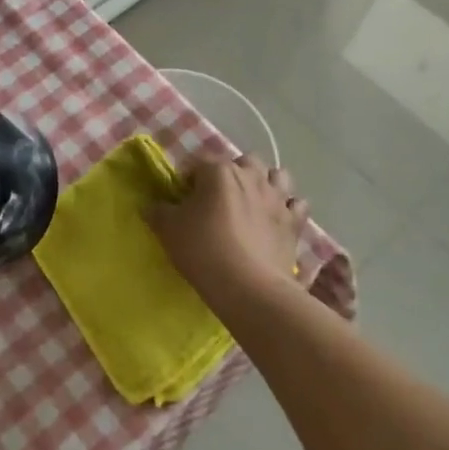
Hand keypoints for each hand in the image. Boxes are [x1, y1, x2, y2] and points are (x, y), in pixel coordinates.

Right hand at [146, 154, 306, 314]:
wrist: (248, 287)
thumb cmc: (203, 250)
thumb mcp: (169, 230)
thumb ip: (158, 212)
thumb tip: (151, 205)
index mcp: (219, 171)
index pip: (198, 163)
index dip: (188, 179)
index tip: (182, 200)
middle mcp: (251, 176)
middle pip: (243, 161)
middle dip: (232, 173)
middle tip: (219, 199)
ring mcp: (277, 197)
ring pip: (277, 175)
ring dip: (265, 183)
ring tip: (253, 202)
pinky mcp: (294, 222)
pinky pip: (297, 205)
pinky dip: (289, 208)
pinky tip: (278, 219)